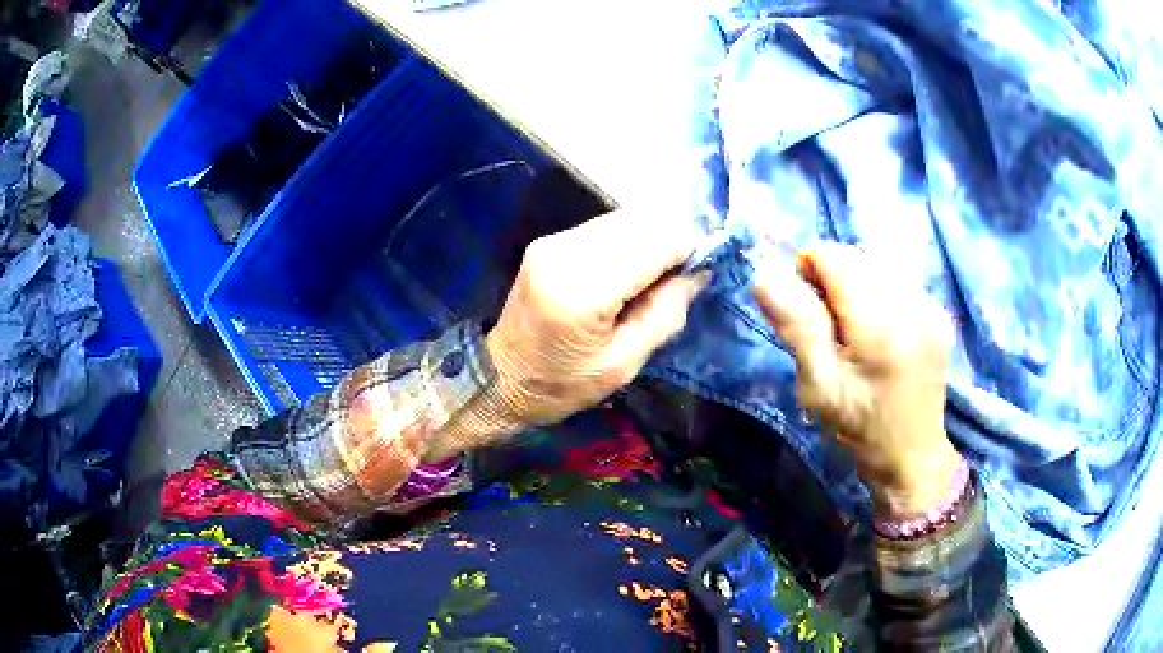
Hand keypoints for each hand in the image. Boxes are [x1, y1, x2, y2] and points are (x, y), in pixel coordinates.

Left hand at [430, 209, 709, 459]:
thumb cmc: (564, 384)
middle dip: (672, 240)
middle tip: (685, 274)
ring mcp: (554, 242)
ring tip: (661, 273)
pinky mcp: (550, 241)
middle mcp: (565, 252)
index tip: (706, 267)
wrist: (501, 378)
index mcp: (583, 289)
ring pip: (623, 219)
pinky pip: (604, 228)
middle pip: (640, 222)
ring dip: (651, 238)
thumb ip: (665, 313)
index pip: (654, 243)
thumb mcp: (623, 364)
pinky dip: (629, 240)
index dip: (689, 248)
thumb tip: (699, 273)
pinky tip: (633, 268)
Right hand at [754, 243, 961, 519]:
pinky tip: (881, 333)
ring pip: (879, 265)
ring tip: (856, 332)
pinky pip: (899, 281)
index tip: (804, 310)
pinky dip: (880, 295)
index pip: (834, 256)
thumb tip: (766, 277)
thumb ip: (798, 328)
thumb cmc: (860, 430)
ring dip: (857, 285)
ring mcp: (930, 308)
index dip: (808, 271)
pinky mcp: (939, 315)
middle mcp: (912, 303)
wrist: (912, 458)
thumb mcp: (820, 388)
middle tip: (829, 327)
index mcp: (880, 324)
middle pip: (857, 256)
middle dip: (833, 278)